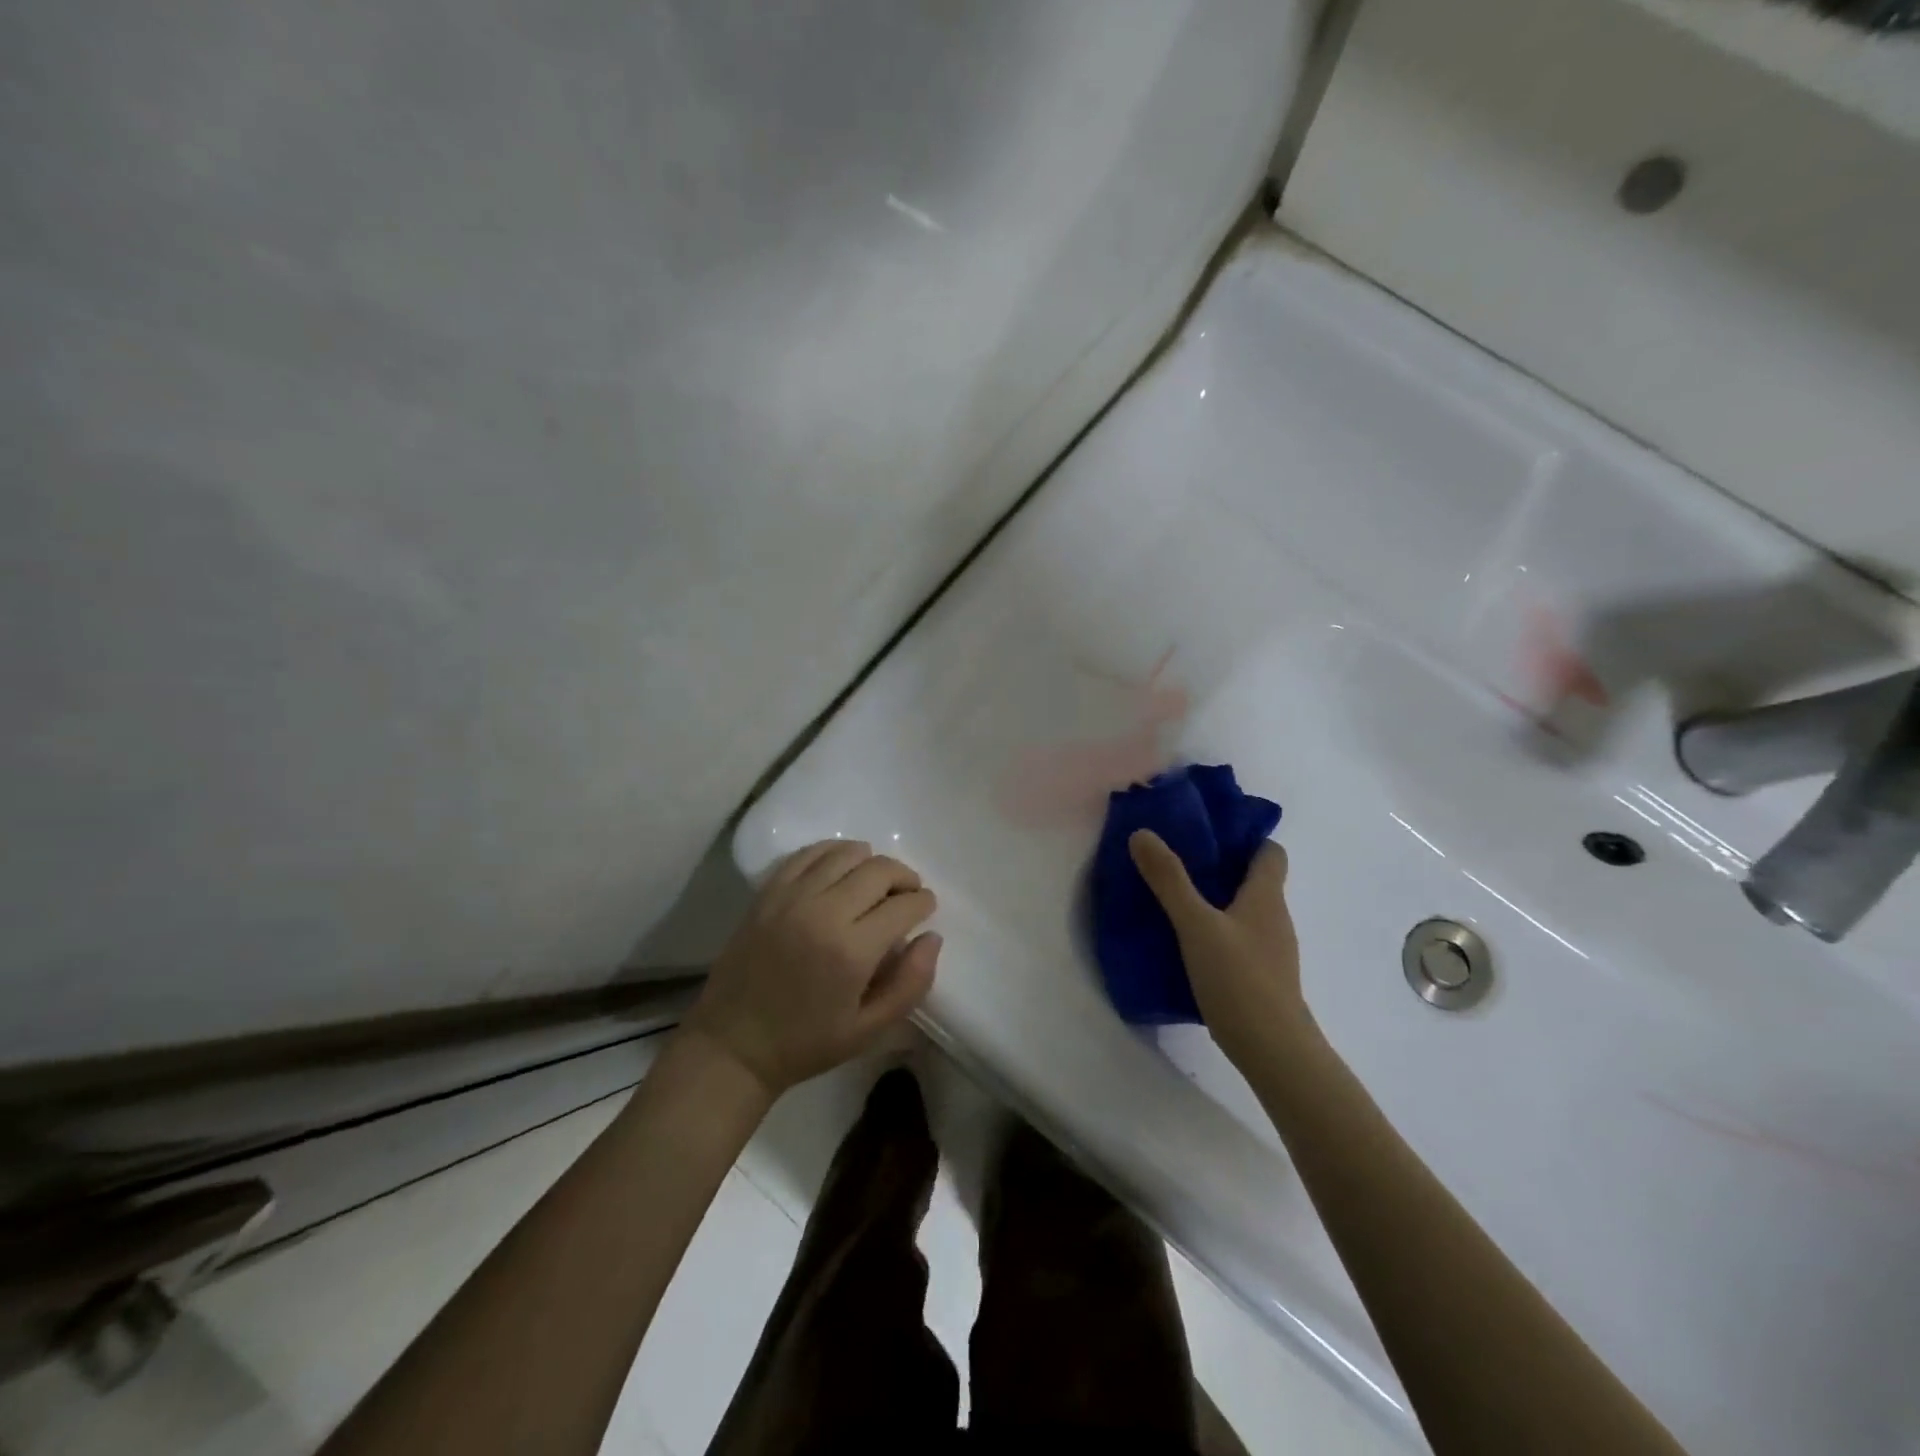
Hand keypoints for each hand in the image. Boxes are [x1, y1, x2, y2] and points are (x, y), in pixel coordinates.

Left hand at [683, 839, 940, 1097]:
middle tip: (907, 894)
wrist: (734, 1044)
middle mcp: (823, 912)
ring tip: (876, 881)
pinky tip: (842, 867)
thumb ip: (911, 984)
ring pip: (845, 853)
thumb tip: (932, 938)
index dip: (923, 903)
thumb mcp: (869, 1030)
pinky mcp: (768, 892)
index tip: (926, 908)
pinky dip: (833, 852)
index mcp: (851, 951)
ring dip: (871, 861)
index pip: (903, 906)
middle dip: (904, 877)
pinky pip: (808, 854)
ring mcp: (791, 897)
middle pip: (879, 870)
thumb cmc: (807, 1042)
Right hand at [1128, 830, 1317, 1068]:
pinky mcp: (1262, 977)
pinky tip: (1187, 943)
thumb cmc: (1239, 979)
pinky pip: (1239, 940)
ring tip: (1174, 899)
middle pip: (1254, 880)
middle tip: (1177, 860)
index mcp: (1266, 896)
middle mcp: (1275, 918)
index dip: (1245, 838)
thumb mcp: (1196, 925)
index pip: (1270, 851)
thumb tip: (1143, 833)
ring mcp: (1271, 950)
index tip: (1208, 832)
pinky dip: (1217, 932)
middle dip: (1220, 867)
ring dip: (1216, 901)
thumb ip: (1169, 880)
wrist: (1274, 1051)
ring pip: (1244, 911)